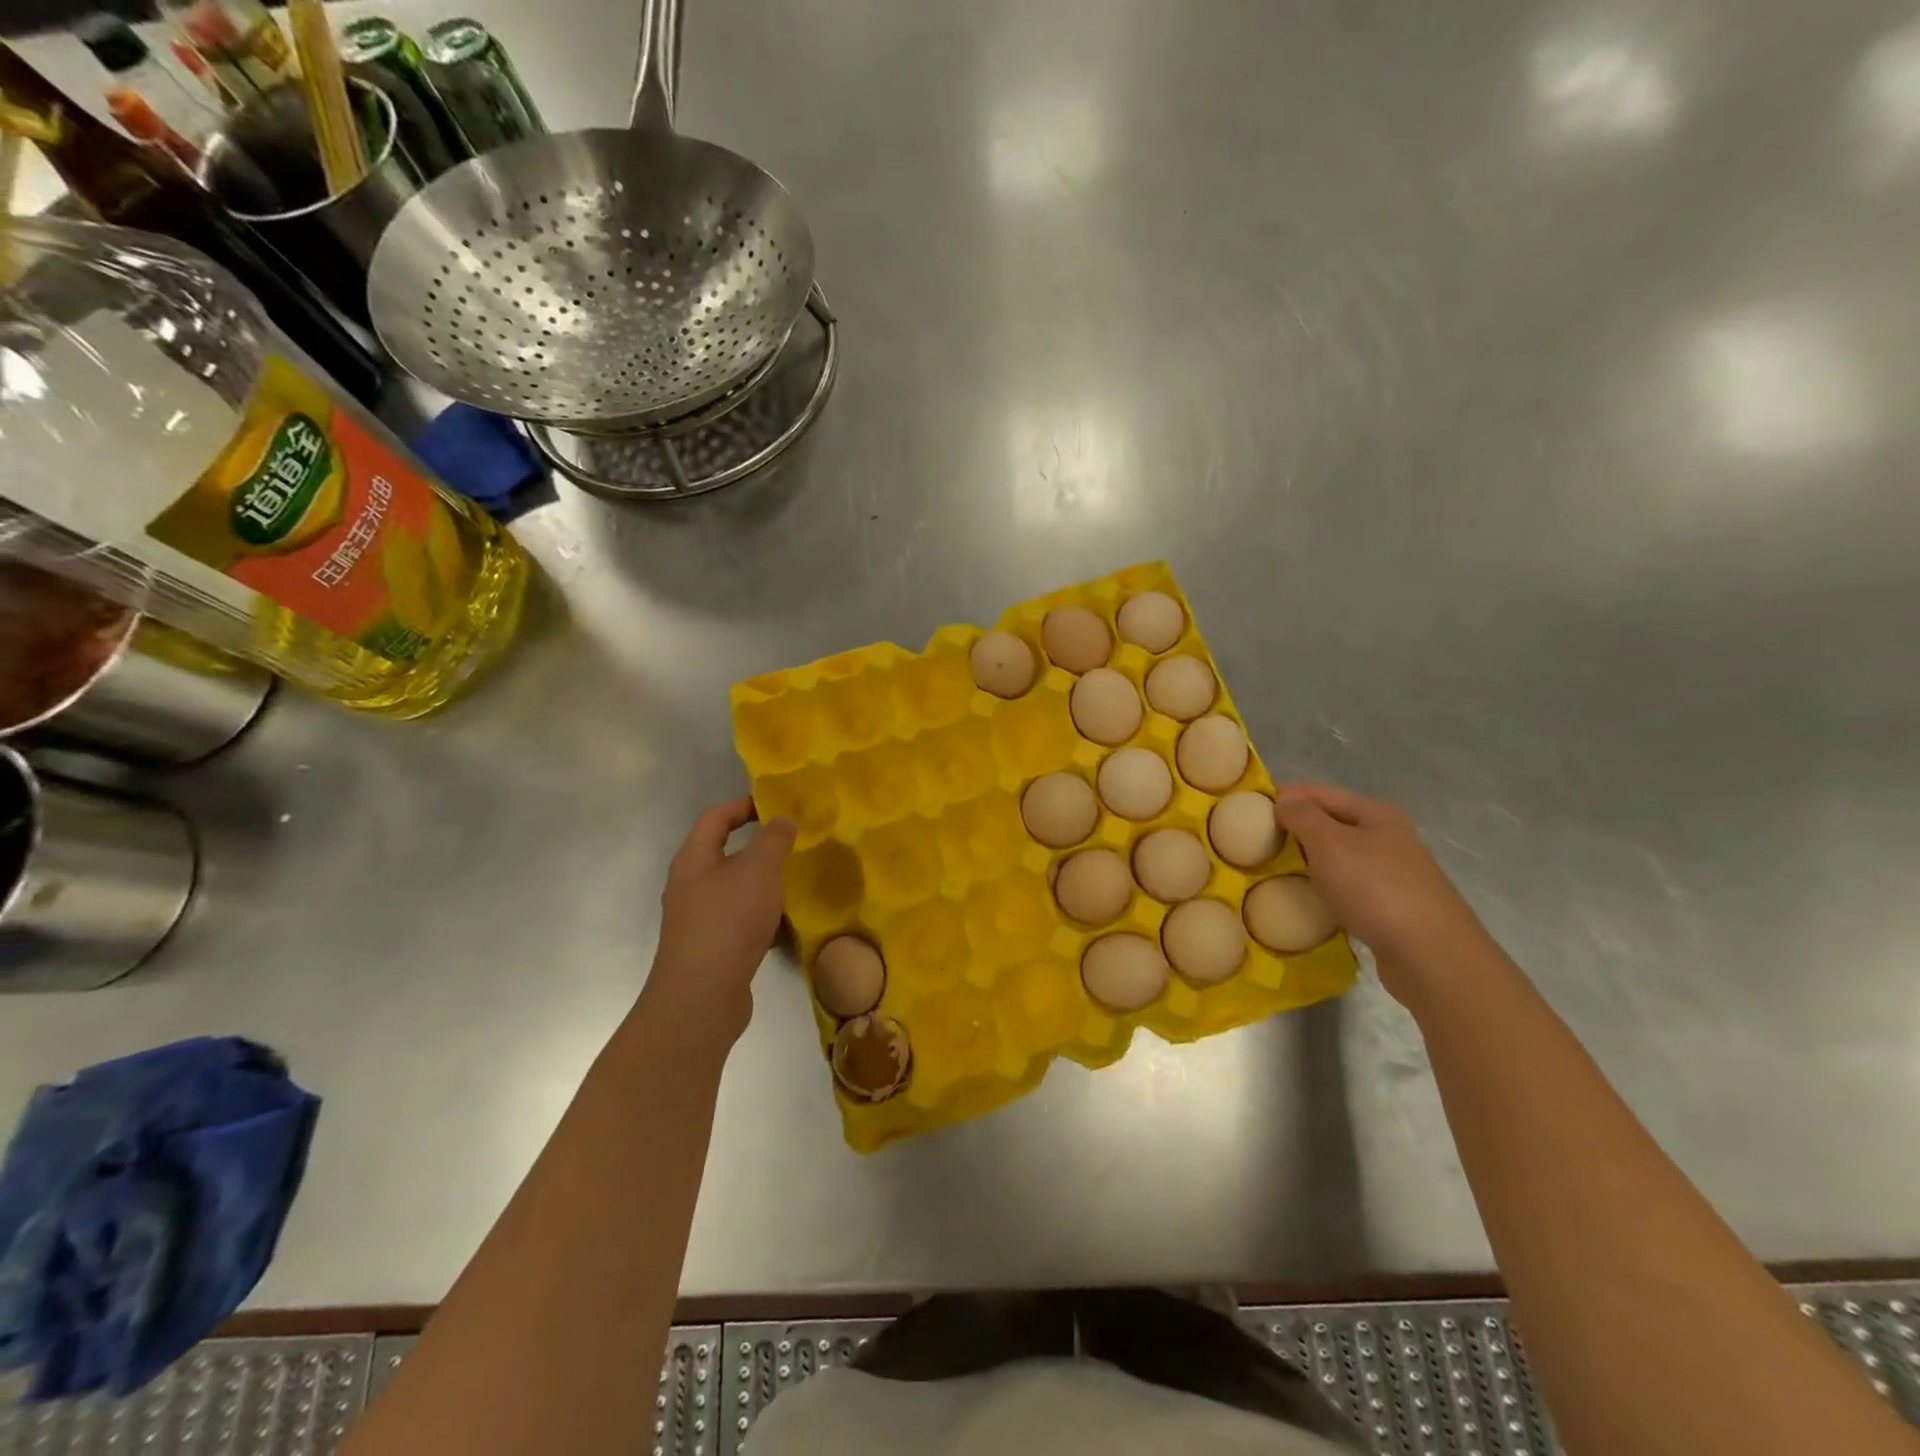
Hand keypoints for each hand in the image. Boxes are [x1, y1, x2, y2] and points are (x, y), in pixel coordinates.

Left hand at [646, 797, 797, 1042]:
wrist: (702, 997)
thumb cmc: (729, 920)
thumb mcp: (759, 869)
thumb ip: (774, 839)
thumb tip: (782, 820)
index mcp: (693, 859)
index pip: (715, 817)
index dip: (744, 805)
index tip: (777, 806)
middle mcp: (689, 885)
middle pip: (723, 853)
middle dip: (758, 847)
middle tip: (793, 844)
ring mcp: (697, 920)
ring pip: (734, 889)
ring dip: (762, 883)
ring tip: (795, 883)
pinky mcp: (710, 949)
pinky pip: (739, 920)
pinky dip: (761, 916)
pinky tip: (785, 925)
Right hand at [1273, 781, 1492, 1001]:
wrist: (1432, 956)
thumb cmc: (1376, 890)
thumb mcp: (1330, 844)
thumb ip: (1303, 816)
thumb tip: (1284, 797)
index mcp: (1375, 813)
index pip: (1317, 792)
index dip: (1283, 798)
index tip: (1248, 817)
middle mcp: (1387, 836)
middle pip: (1329, 822)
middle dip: (1294, 831)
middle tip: (1257, 848)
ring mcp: (1392, 872)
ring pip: (1338, 857)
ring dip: (1308, 862)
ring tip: (1276, 875)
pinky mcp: (1391, 905)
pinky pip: (1347, 886)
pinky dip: (1326, 889)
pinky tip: (1309, 902)